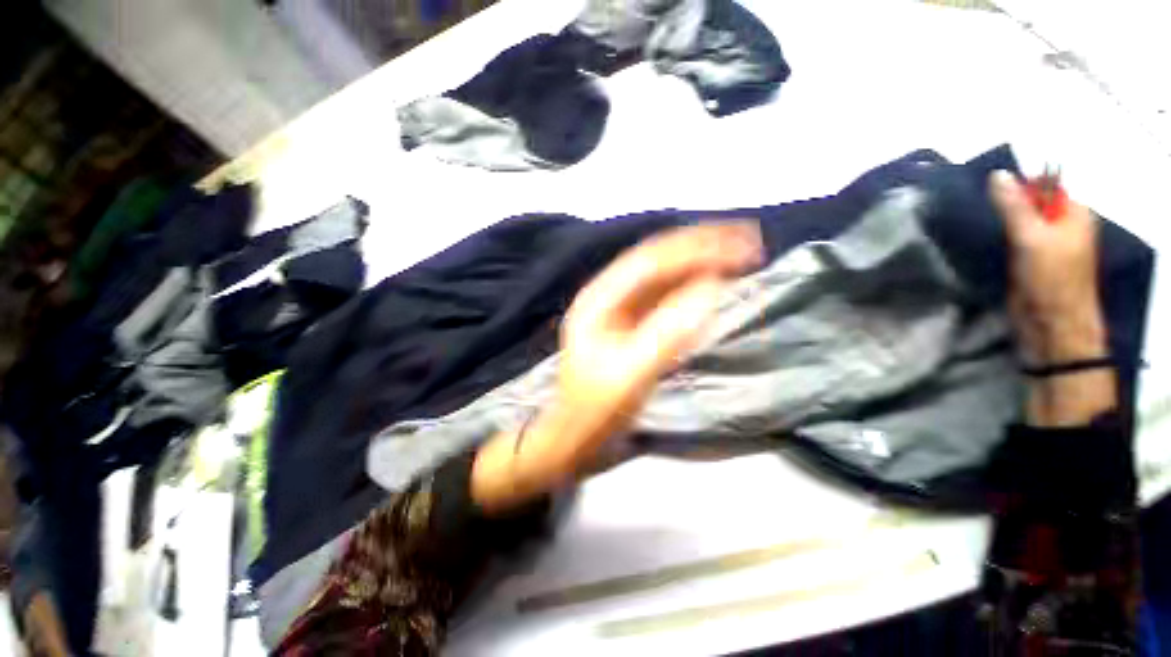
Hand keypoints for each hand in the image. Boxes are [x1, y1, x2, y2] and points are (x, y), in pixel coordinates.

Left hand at [472, 222, 762, 511]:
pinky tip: (712, 280)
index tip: (737, 244)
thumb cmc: (597, 409)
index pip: (650, 262)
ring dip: (698, 262)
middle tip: (746, 240)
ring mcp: (618, 307)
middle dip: (699, 247)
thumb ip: (669, 332)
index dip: (693, 248)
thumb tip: (710, 288)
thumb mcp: (631, 375)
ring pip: (662, 274)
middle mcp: (607, 295)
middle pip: (656, 260)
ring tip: (737, 253)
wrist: (575, 434)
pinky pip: (663, 295)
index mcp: (599, 300)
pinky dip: (690, 285)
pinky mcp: (630, 322)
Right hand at [989, 171, 1114, 425]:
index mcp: (1073, 214)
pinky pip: (1011, 241)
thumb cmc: (1050, 278)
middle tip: (974, 206)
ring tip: (970, 220)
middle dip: (1004, 204)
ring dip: (997, 223)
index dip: (1018, 185)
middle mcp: (1061, 225)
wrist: (1051, 325)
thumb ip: (1015, 206)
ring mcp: (1045, 245)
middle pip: (1030, 204)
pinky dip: (996, 238)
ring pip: (1017, 223)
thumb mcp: (1032, 237)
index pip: (1045, 186)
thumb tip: (997, 175)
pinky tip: (978, 239)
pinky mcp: (1028, 262)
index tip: (986, 190)